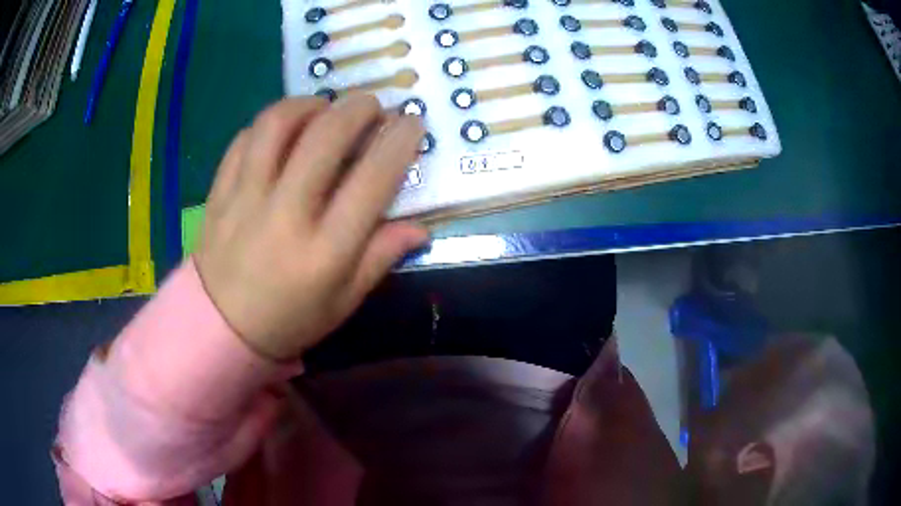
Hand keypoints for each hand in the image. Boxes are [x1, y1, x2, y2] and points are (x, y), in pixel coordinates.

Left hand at [195, 95, 427, 360]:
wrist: (222, 328)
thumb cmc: (290, 319)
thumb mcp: (343, 301)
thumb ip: (380, 258)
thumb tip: (420, 227)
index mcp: (324, 250)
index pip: (371, 180)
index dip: (398, 142)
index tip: (412, 121)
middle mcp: (284, 216)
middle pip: (324, 138)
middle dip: (356, 109)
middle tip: (370, 105)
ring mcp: (245, 199)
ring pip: (276, 126)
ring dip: (308, 104)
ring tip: (323, 108)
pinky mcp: (220, 192)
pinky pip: (244, 139)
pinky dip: (269, 124)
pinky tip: (283, 130)